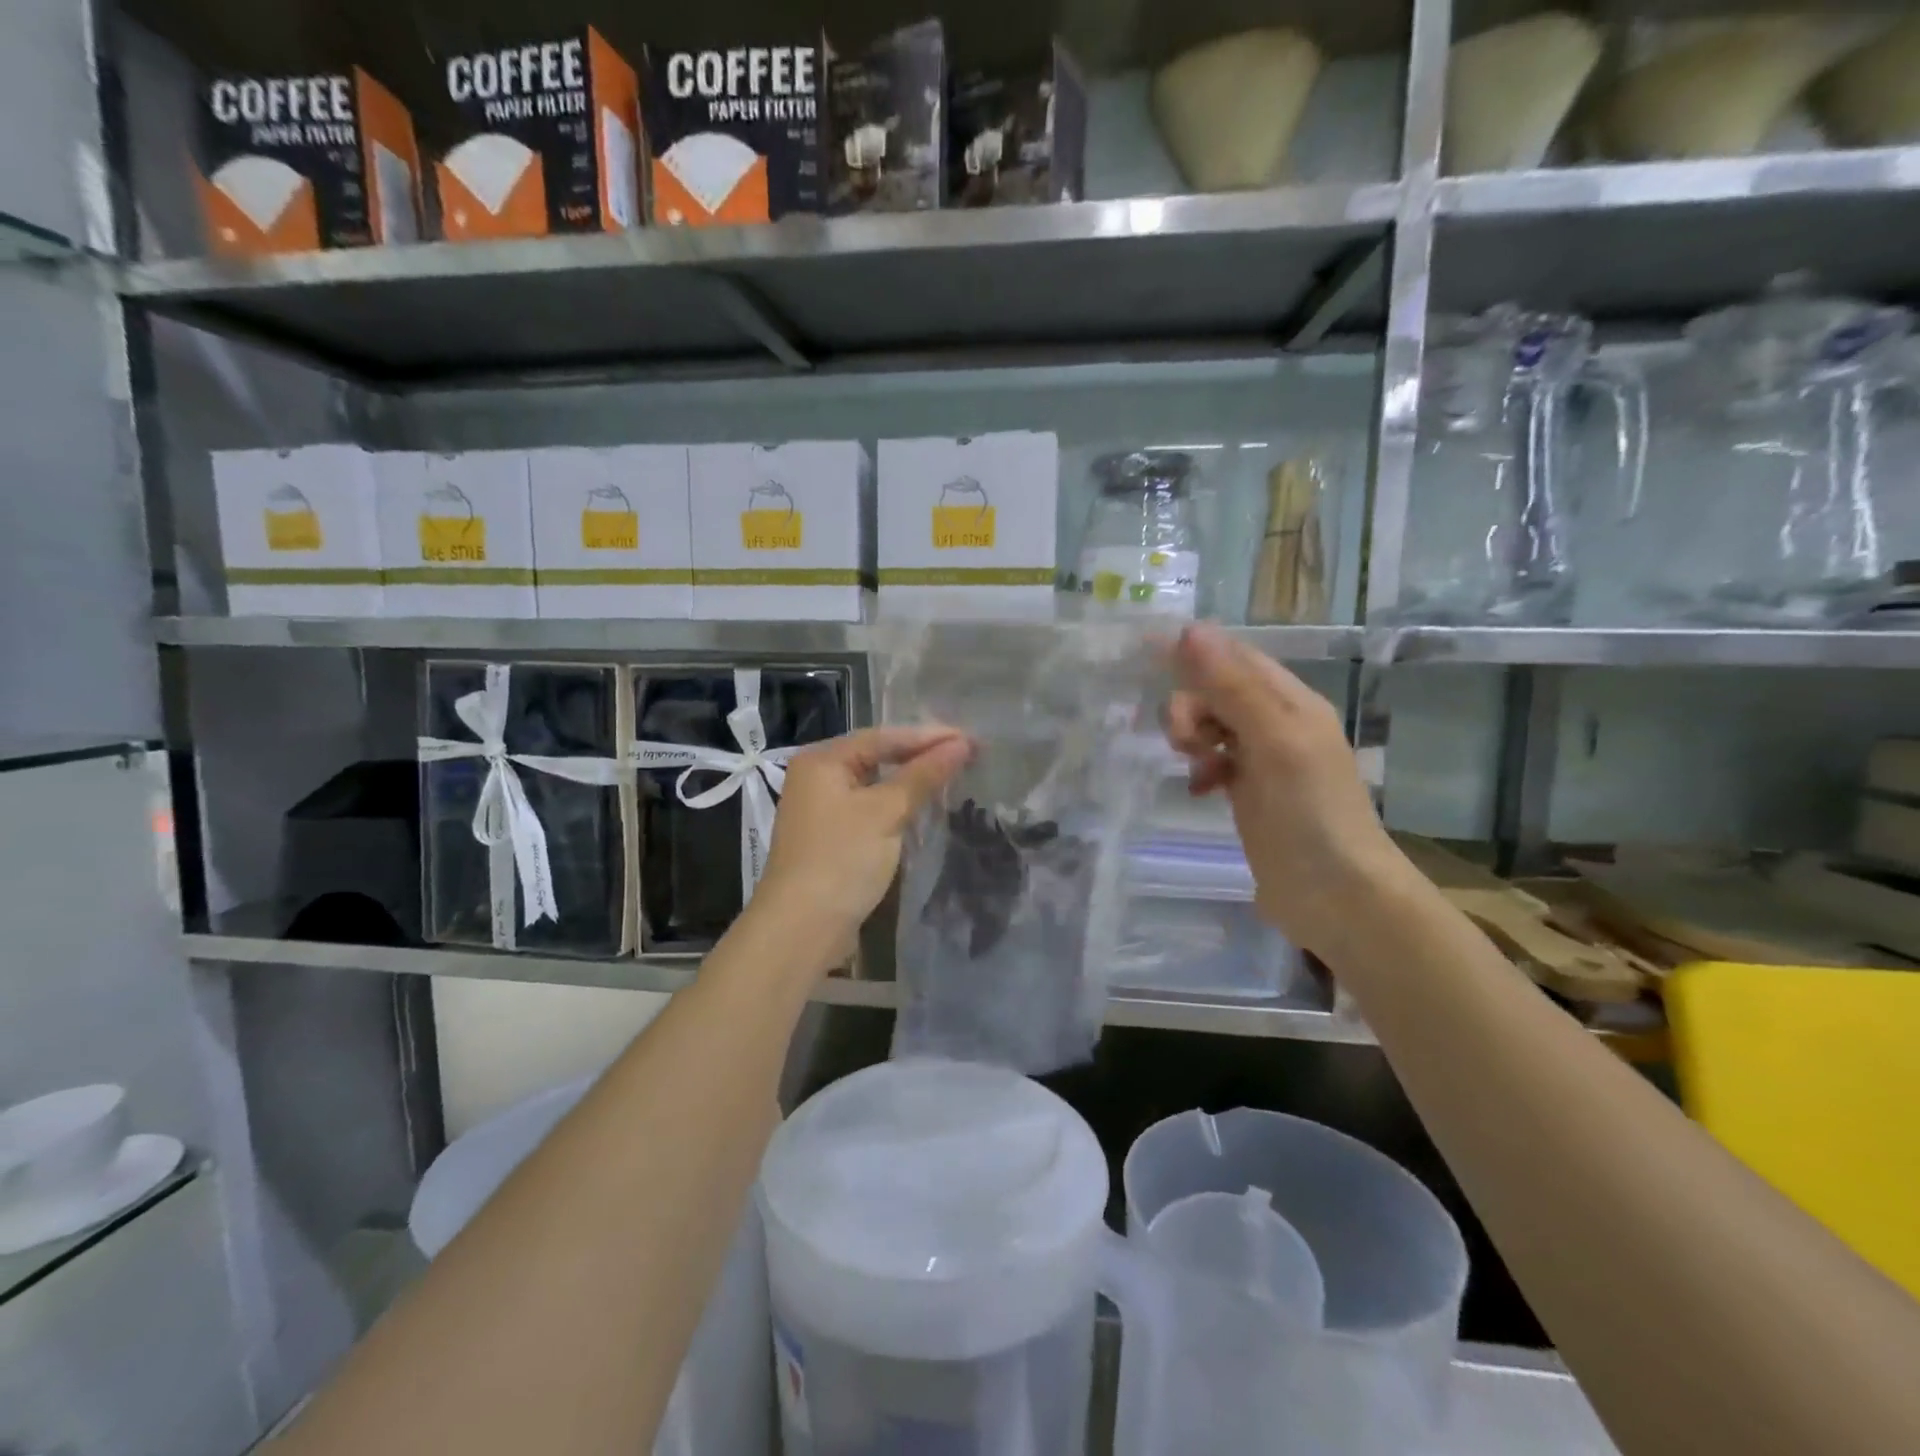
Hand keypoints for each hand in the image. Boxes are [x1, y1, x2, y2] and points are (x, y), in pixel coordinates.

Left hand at [752, 726, 972, 962]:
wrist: (801, 928)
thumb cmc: (842, 859)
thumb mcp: (886, 812)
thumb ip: (923, 775)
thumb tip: (961, 744)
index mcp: (823, 760)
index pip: (883, 737)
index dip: (929, 736)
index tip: (971, 739)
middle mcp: (817, 777)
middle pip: (877, 756)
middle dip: (921, 755)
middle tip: (966, 754)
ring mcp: (822, 809)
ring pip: (875, 784)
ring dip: (911, 780)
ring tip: (952, 774)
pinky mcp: (831, 837)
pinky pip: (870, 808)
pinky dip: (897, 805)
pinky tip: (923, 807)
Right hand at [1164, 623, 1412, 955]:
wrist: (1336, 895)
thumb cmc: (1309, 813)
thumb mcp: (1272, 740)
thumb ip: (1231, 687)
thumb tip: (1190, 630)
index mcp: (1291, 702)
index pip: (1235, 658)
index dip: (1194, 651)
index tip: (1143, 652)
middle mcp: (1278, 724)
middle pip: (1218, 691)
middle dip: (1190, 706)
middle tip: (1181, 741)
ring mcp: (1265, 761)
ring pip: (1213, 726)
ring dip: (1192, 736)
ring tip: (1193, 766)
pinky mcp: (1251, 794)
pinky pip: (1214, 762)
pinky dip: (1200, 769)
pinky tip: (1197, 790)